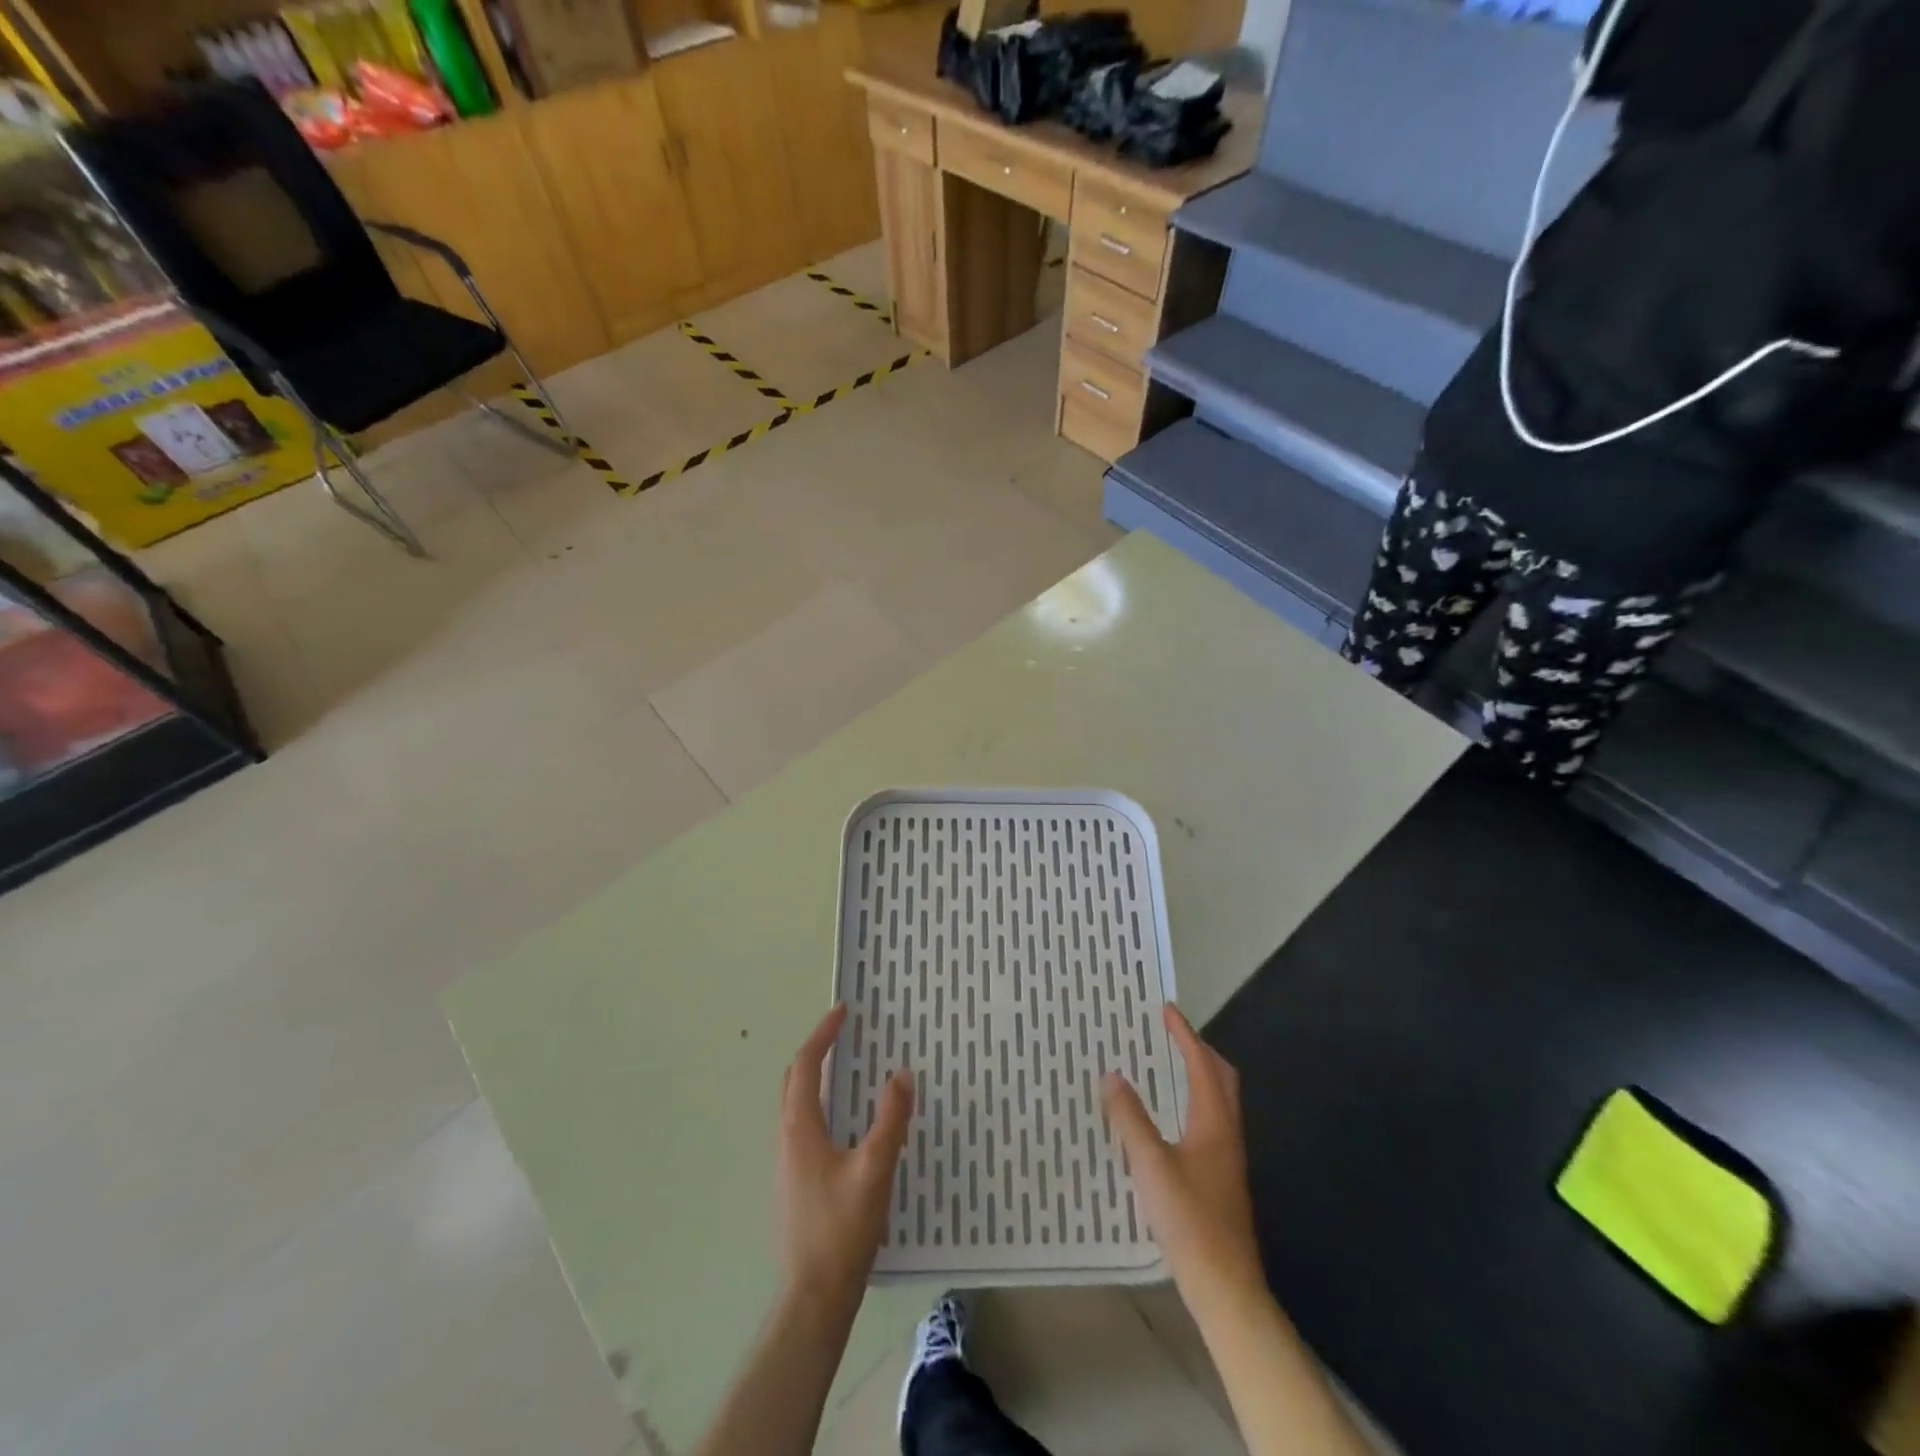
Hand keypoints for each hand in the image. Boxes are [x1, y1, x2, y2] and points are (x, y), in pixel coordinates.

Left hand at [776, 1004, 912, 1311]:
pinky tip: (845, 1123)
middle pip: (794, 1081)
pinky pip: (803, 1126)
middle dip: (816, 1050)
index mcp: (800, 1129)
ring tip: (847, 1069)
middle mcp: (786, 1139)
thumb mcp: (875, 1170)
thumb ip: (891, 1120)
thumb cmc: (842, 1229)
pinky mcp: (794, 1183)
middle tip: (843, 1033)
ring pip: (796, 1105)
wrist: (813, 1297)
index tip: (843, 1010)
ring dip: (817, 1078)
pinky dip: (820, 1104)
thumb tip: (902, 1074)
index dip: (823, 1034)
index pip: (807, 1066)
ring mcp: (787, 1164)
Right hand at [1103, 1005, 1262, 1311]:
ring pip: (1218, 1101)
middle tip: (1170, 1034)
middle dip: (1198, 1050)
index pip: (1202, 1065)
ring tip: (1167, 1067)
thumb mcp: (1151, 1165)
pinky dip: (1193, 1102)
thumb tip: (1112, 1075)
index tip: (1166, 1010)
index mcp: (1213, 1122)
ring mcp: (1227, 1158)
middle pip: (1221, 1078)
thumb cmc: (1190, 1220)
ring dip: (1197, 1076)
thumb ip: (1130, 1119)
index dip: (1185, 1035)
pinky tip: (1169, 1119)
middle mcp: (1226, 1133)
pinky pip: (1209, 1121)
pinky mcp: (1221, 1178)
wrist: (1226, 1286)